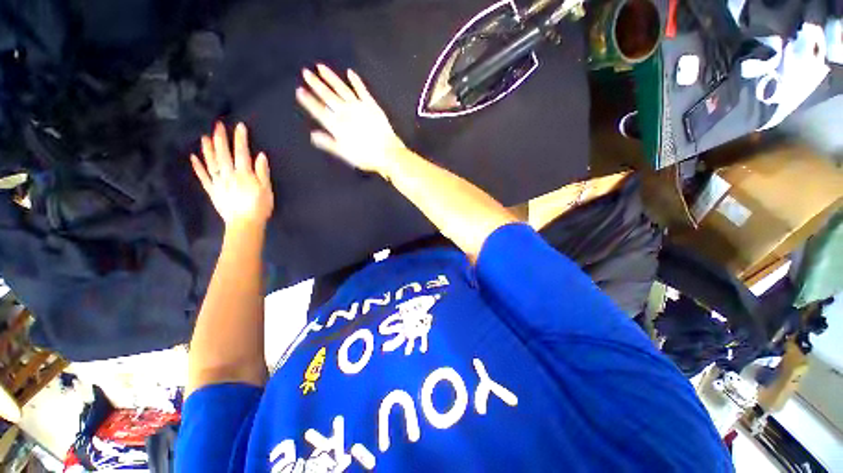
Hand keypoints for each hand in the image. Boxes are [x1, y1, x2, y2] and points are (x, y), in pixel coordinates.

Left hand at [191, 122, 273, 229]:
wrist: (245, 223)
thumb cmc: (260, 207)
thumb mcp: (267, 189)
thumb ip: (262, 172)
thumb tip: (260, 155)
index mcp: (244, 174)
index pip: (242, 153)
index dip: (240, 139)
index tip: (239, 126)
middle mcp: (228, 175)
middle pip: (223, 154)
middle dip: (221, 138)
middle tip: (218, 125)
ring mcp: (218, 182)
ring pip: (211, 162)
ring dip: (208, 149)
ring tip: (204, 137)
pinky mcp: (212, 190)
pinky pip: (203, 177)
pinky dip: (198, 167)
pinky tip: (194, 157)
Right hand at [296, 64, 406, 177]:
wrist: (387, 153)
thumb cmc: (366, 157)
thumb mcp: (345, 154)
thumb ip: (329, 143)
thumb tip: (313, 135)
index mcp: (338, 126)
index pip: (319, 111)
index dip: (309, 101)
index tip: (299, 90)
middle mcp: (346, 113)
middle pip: (328, 96)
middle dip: (316, 84)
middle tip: (306, 72)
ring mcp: (359, 107)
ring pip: (341, 89)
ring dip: (331, 77)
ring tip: (320, 67)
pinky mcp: (371, 105)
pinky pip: (362, 90)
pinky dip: (356, 81)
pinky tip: (349, 72)